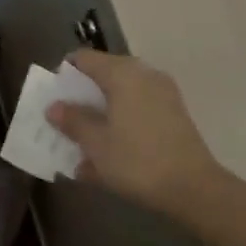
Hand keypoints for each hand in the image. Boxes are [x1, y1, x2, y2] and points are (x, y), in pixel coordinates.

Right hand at [47, 50, 219, 216]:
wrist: (193, 187)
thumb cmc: (137, 161)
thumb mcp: (96, 143)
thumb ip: (73, 121)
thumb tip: (55, 106)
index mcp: (122, 73)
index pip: (84, 58)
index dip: (64, 74)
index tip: (52, 97)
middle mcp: (144, 74)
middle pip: (104, 75)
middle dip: (82, 96)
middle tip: (65, 120)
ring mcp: (162, 93)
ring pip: (122, 95)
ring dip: (101, 112)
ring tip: (84, 139)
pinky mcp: (173, 114)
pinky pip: (138, 109)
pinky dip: (121, 122)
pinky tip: (109, 150)